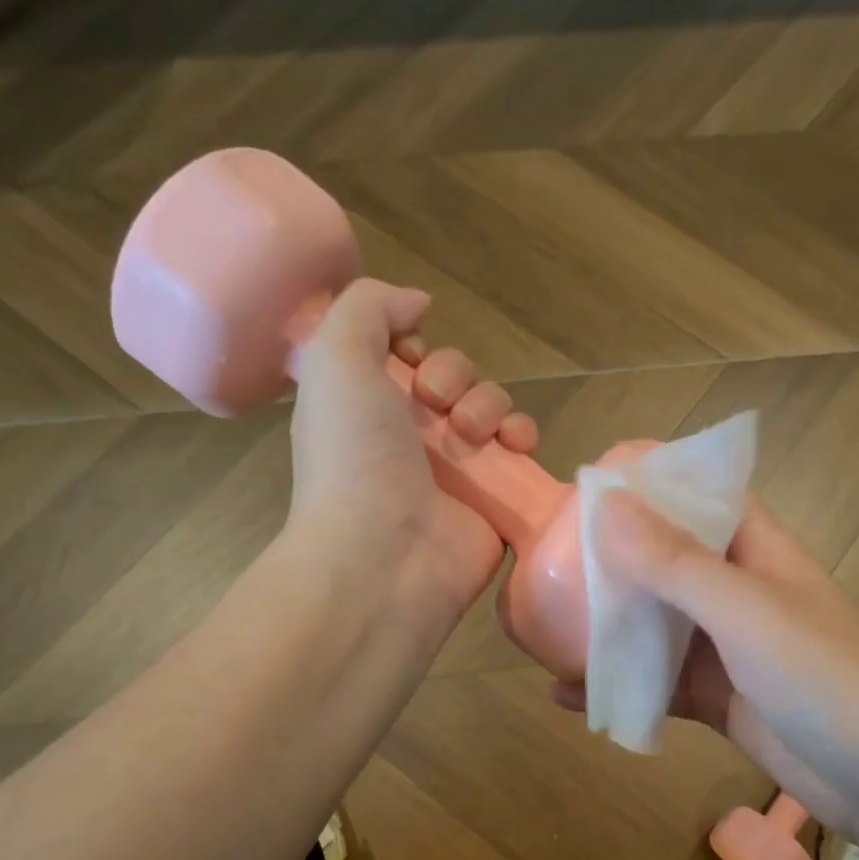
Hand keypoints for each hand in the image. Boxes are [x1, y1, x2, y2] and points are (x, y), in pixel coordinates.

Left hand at [286, 279, 538, 622]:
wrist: (385, 556)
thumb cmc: (353, 457)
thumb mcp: (334, 359)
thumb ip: (367, 308)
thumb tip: (417, 303)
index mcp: (367, 408)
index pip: (405, 359)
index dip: (415, 347)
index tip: (409, 359)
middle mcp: (410, 438)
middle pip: (455, 378)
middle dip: (454, 376)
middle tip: (436, 404)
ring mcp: (456, 471)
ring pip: (492, 408)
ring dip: (489, 405)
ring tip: (472, 435)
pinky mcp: (495, 498)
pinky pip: (521, 451)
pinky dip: (524, 437)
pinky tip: (515, 445)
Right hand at [553, 494, 858, 842]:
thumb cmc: (825, 678)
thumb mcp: (746, 612)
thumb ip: (675, 563)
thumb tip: (605, 506)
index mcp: (755, 549)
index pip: (700, 495)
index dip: (649, 483)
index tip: (586, 485)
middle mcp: (738, 590)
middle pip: (666, 559)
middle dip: (612, 557)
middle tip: (544, 558)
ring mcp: (727, 648)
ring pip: (656, 624)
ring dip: (607, 624)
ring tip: (541, 623)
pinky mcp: (718, 698)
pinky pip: (657, 682)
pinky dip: (618, 685)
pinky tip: (567, 694)